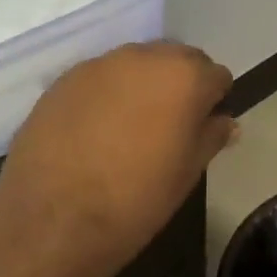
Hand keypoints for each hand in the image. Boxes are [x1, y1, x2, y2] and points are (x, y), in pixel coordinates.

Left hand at [0, 43, 236, 276]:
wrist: (51, 219)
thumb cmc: (135, 199)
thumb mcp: (187, 174)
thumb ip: (210, 137)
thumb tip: (225, 122)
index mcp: (184, 77)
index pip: (216, 75)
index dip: (214, 101)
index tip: (204, 127)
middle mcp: (144, 57)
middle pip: (176, 59)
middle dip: (180, 84)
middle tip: (171, 125)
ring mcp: (99, 65)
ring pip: (136, 65)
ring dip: (143, 86)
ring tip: (132, 127)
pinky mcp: (64, 79)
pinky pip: (101, 78)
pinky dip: (108, 95)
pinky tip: (98, 130)